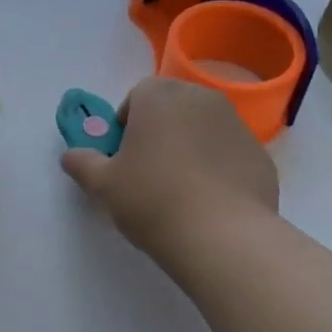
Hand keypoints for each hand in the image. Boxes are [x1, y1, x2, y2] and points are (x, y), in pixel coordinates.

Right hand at [60, 76, 280, 267]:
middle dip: (159, 129)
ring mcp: (237, 125)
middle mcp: (201, 99)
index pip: (138, 95)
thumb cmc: (152, 200)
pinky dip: (217, 167)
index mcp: (160, 97)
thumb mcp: (103, 185)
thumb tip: (70, 156)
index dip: (126, 122)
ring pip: (203, 127)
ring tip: (179, 189)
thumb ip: (82, 163)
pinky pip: (228, 153)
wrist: (222, 236)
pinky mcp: (260, 155)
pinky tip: (208, 201)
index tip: (123, 155)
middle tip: (148, 170)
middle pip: (173, 106)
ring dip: (189, 146)